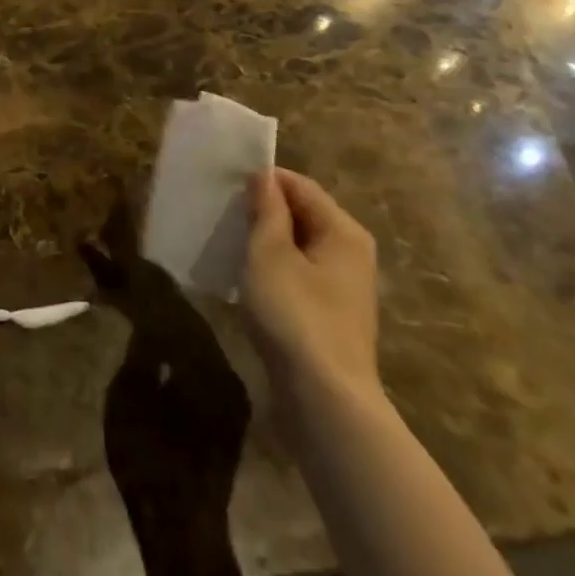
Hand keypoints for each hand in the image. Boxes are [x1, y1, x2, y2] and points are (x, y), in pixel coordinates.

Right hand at [240, 169, 380, 413]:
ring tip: (229, 242)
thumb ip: (267, 211)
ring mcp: (344, 287)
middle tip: (223, 213)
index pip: (301, 186)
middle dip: (264, 210)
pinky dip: (274, 268)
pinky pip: (299, 274)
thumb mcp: (270, 254)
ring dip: (266, 241)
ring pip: (299, 246)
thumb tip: (264, 177)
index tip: (225, 184)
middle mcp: (351, 253)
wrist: (324, 398)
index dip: (264, 180)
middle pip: (304, 214)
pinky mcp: (330, 314)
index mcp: (343, 231)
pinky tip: (248, 278)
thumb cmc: (295, 314)